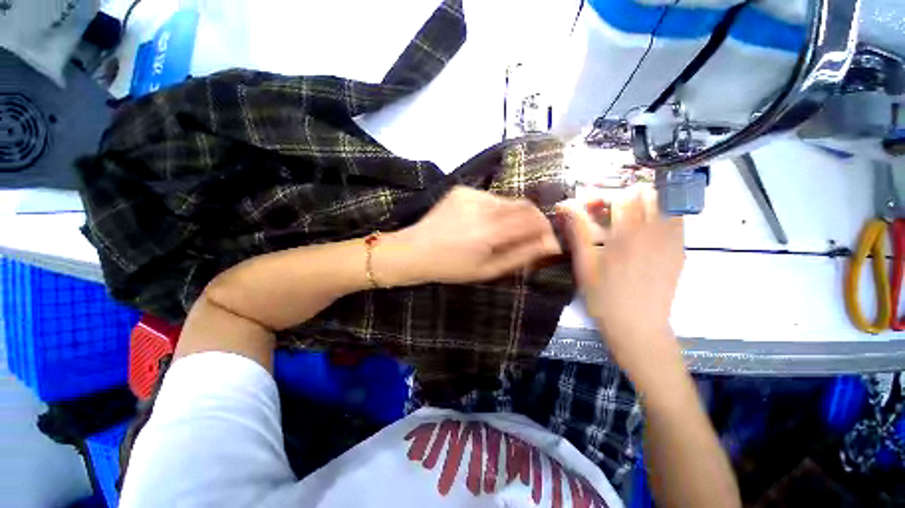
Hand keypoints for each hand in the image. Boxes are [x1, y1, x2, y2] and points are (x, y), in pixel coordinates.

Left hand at [382, 186, 560, 284]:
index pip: (533, 218)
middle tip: (523, 237)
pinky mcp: (461, 189)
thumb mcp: (488, 270)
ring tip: (496, 232)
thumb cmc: (451, 267)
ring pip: (507, 201)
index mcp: (489, 230)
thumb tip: (550, 245)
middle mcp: (482, 206)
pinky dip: (493, 209)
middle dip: (531, 220)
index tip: (544, 239)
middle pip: (523, 205)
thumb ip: (521, 256)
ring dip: (511, 215)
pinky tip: (479, 223)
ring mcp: (470, 193)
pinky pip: (489, 197)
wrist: (414, 251)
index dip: (545, 227)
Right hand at [558, 185, 684, 376]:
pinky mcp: (680, 252)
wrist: (638, 327)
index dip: (604, 196)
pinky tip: (644, 236)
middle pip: (649, 193)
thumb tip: (565, 205)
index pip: (623, 195)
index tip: (590, 207)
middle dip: (627, 195)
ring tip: (628, 221)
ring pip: (666, 203)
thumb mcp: (584, 264)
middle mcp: (656, 231)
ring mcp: (673, 241)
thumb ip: (577, 231)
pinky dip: (660, 217)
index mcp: (629, 234)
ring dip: (646, 204)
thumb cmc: (604, 296)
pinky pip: (675, 221)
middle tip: (609, 212)